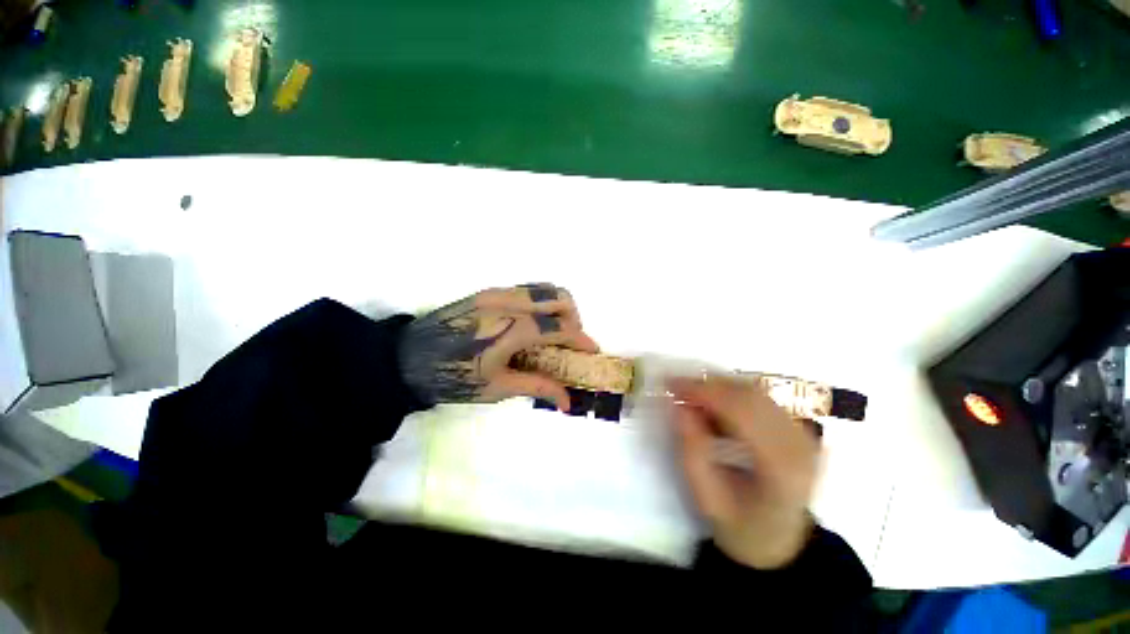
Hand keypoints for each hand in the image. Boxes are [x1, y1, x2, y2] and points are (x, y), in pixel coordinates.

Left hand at [398, 284, 598, 409]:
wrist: (407, 359)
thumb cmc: (452, 379)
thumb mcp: (497, 388)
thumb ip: (537, 387)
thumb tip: (568, 401)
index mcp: (510, 329)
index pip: (558, 326)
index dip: (580, 338)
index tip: (591, 350)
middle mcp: (508, 303)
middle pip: (558, 296)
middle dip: (574, 317)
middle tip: (570, 340)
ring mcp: (497, 293)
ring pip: (544, 287)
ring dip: (559, 306)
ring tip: (555, 330)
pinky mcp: (488, 291)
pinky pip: (527, 289)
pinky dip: (541, 302)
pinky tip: (534, 323)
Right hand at [669, 376, 820, 568]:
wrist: (779, 543)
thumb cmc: (739, 525)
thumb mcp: (705, 495)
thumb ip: (691, 449)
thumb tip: (678, 405)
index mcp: (781, 469)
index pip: (742, 412)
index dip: (705, 392)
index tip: (672, 385)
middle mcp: (801, 446)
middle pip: (750, 396)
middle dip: (709, 385)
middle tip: (677, 388)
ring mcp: (805, 436)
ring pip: (756, 392)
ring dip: (719, 388)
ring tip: (692, 398)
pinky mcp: (801, 431)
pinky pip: (761, 399)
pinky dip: (732, 395)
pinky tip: (715, 407)